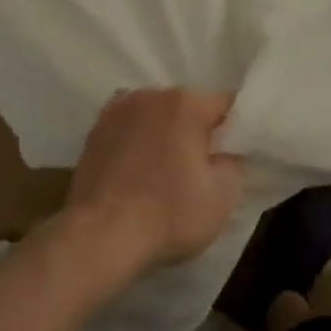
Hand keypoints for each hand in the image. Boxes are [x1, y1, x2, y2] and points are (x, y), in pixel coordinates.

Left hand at [60, 88, 242, 283]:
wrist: (100, 236)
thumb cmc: (169, 214)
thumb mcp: (223, 195)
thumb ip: (233, 161)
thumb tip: (225, 150)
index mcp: (186, 103)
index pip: (225, 105)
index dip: (235, 129)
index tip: (234, 155)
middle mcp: (151, 94)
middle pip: (188, 107)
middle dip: (197, 130)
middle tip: (200, 167)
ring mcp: (118, 109)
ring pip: (155, 115)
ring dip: (164, 133)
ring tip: (164, 170)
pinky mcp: (94, 130)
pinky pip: (128, 128)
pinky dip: (136, 141)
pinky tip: (136, 169)